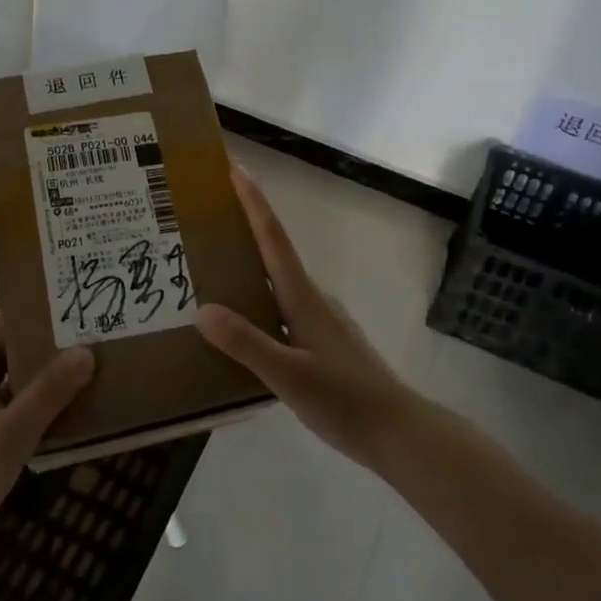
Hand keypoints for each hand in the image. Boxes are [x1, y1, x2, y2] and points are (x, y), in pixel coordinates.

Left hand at [0, 215, 94, 570]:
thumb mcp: (8, 435)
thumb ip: (46, 395)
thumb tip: (86, 350)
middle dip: (21, 283)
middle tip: (60, 258)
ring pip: (12, 349)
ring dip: (37, 327)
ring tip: (77, 308)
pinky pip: (19, 381)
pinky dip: (42, 370)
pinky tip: (73, 375)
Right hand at [196, 166, 417, 469]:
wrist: (398, 433)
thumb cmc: (345, 400)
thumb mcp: (289, 375)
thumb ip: (247, 343)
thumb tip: (201, 310)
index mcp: (303, 298)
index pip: (273, 238)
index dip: (254, 202)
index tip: (234, 168)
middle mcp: (311, 300)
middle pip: (273, 253)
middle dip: (242, 229)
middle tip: (204, 220)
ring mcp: (320, 322)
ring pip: (276, 284)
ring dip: (247, 268)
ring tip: (208, 272)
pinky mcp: (322, 344)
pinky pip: (280, 309)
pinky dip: (257, 303)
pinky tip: (240, 327)